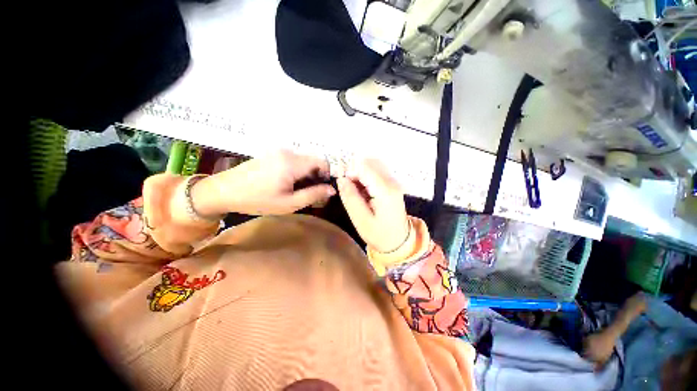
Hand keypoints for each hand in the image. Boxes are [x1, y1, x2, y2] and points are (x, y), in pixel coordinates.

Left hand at [192, 151, 335, 215]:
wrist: (224, 191)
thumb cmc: (257, 200)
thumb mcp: (289, 203)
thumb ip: (313, 195)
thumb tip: (332, 189)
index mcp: (292, 163)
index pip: (322, 161)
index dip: (327, 174)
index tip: (322, 188)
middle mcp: (287, 152)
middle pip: (313, 160)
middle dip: (316, 176)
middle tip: (309, 192)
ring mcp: (278, 152)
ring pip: (303, 161)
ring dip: (306, 174)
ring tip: (297, 189)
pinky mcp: (272, 154)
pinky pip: (293, 160)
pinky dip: (297, 171)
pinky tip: (287, 183)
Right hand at [337, 159, 408, 252]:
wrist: (399, 242)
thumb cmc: (379, 234)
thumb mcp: (361, 220)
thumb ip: (350, 197)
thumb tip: (341, 178)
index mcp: (385, 190)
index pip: (364, 167)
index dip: (349, 172)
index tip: (342, 184)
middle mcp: (391, 181)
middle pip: (368, 162)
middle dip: (354, 171)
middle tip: (348, 188)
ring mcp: (393, 182)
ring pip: (372, 166)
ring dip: (360, 174)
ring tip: (355, 192)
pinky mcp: (392, 184)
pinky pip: (376, 172)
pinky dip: (366, 178)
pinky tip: (363, 192)